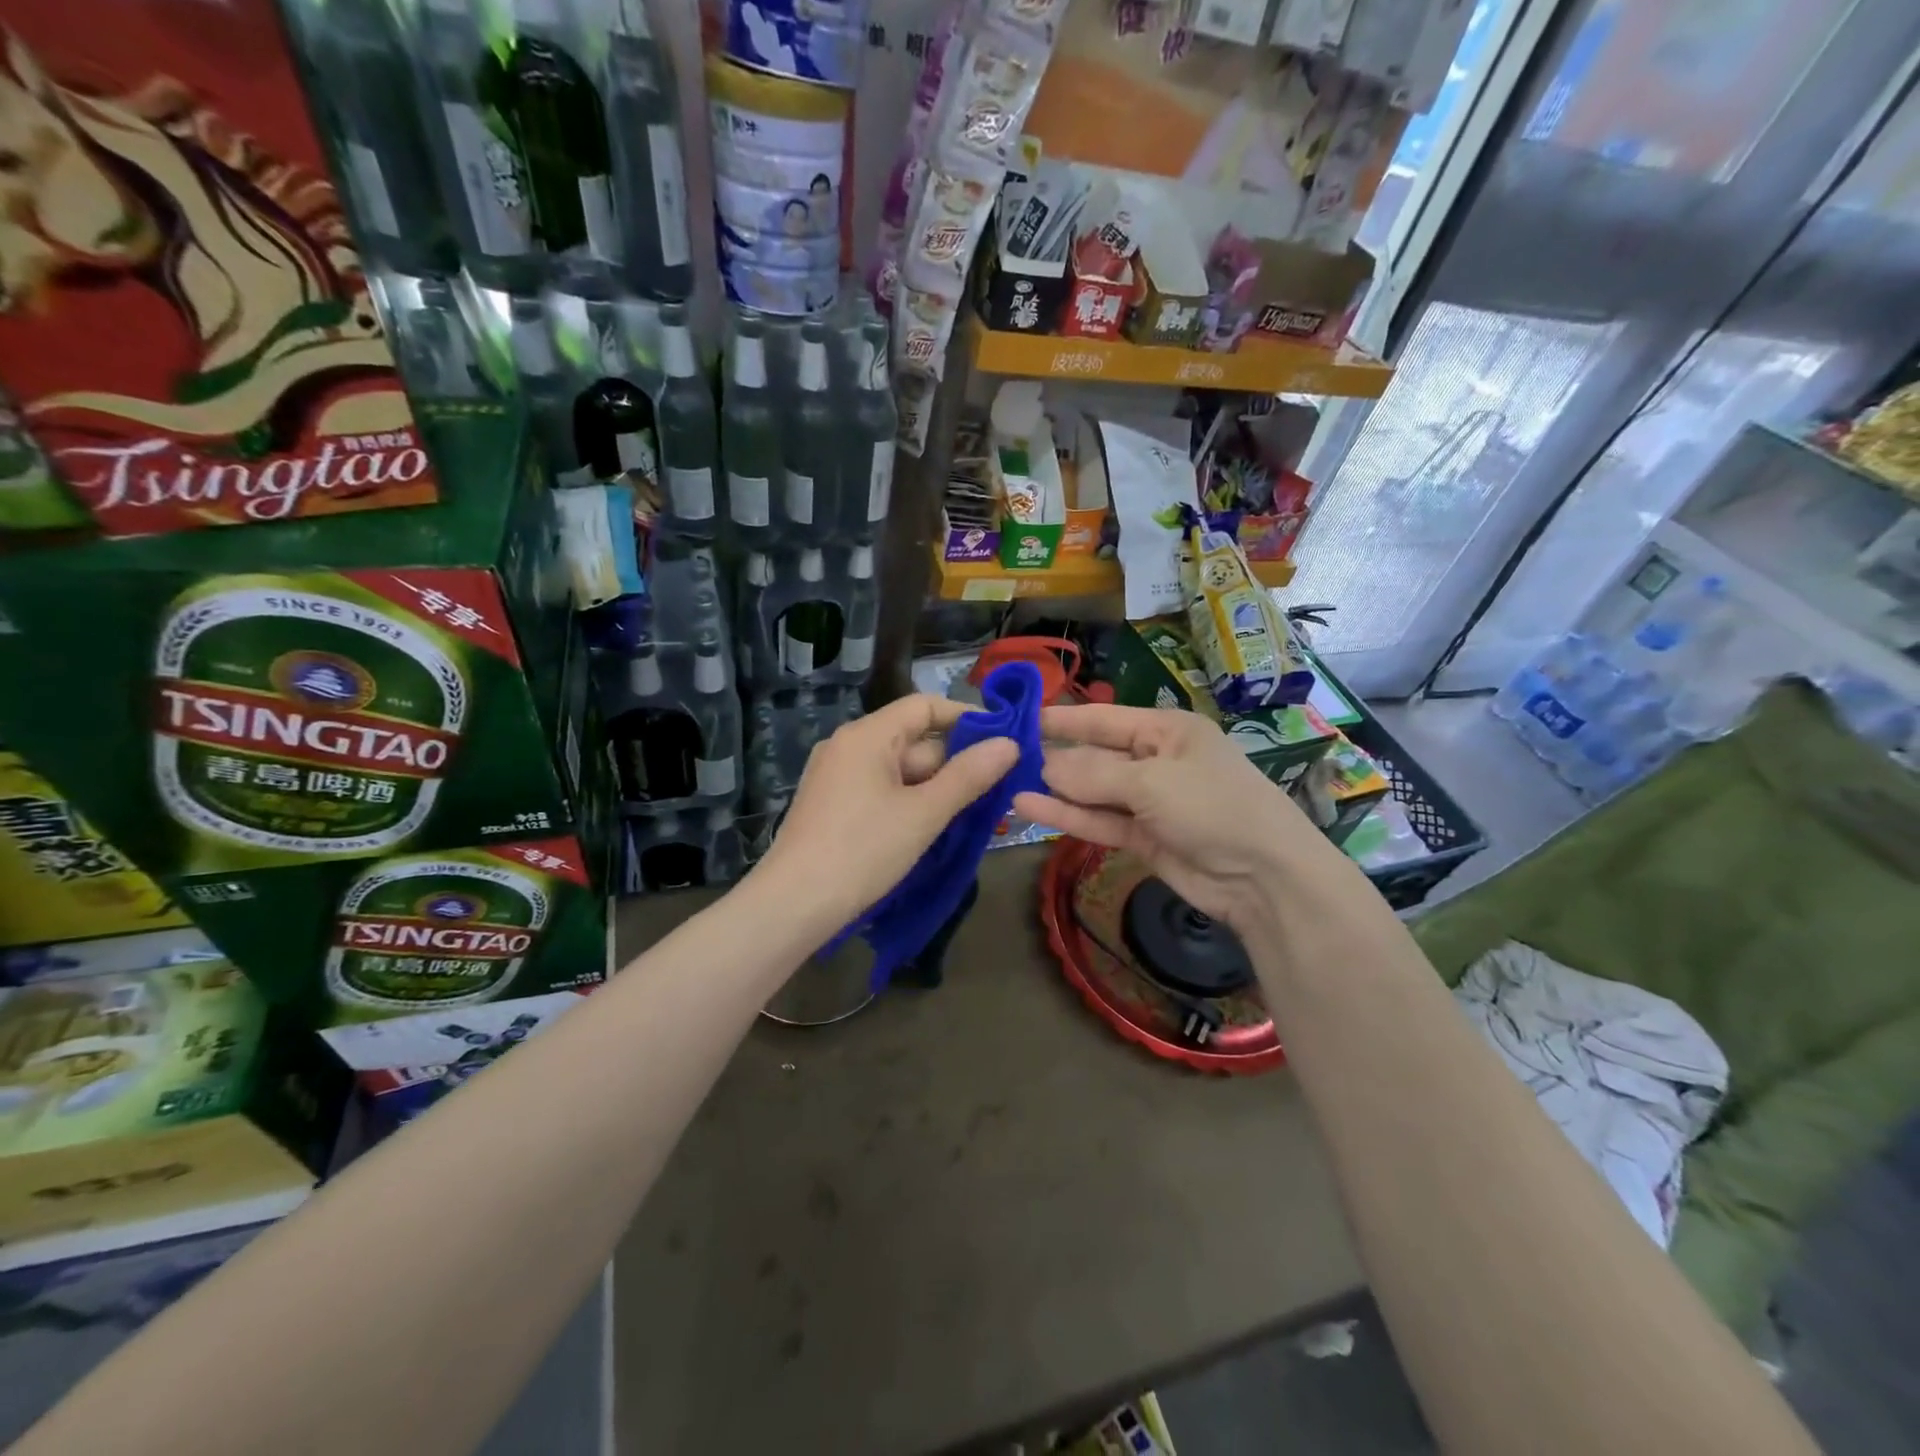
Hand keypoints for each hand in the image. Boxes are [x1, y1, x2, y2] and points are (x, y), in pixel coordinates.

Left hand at [761, 695, 1019, 926]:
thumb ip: (969, 776)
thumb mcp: (924, 813)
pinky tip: (933, 826)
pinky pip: (882, 790)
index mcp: (867, 736)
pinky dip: (910, 802)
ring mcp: (836, 777)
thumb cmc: (862, 851)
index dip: (966, 717)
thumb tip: (1010, 743)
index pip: (924, 706)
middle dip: (955, 761)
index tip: (1003, 740)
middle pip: (913, 739)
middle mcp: (848, 746)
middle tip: (998, 786)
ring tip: (975, 810)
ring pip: (899, 770)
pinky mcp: (832, 806)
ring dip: (936, 786)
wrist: (792, 906)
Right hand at [1013, 704, 1352, 937]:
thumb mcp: (1152, 782)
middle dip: (1055, 758)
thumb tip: (1044, 766)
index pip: (1104, 719)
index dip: (1063, 719)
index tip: (1020, 718)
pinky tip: (1030, 808)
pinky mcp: (1143, 838)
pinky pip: (1100, 821)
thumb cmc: (1213, 807)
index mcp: (1167, 730)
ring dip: (1056, 790)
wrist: (1264, 878)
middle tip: (1003, 758)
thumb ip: (1093, 775)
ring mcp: (1149, 802)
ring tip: (1007, 784)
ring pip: (1093, 792)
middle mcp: (1156, 761)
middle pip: (1096, 756)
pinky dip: (1069, 816)